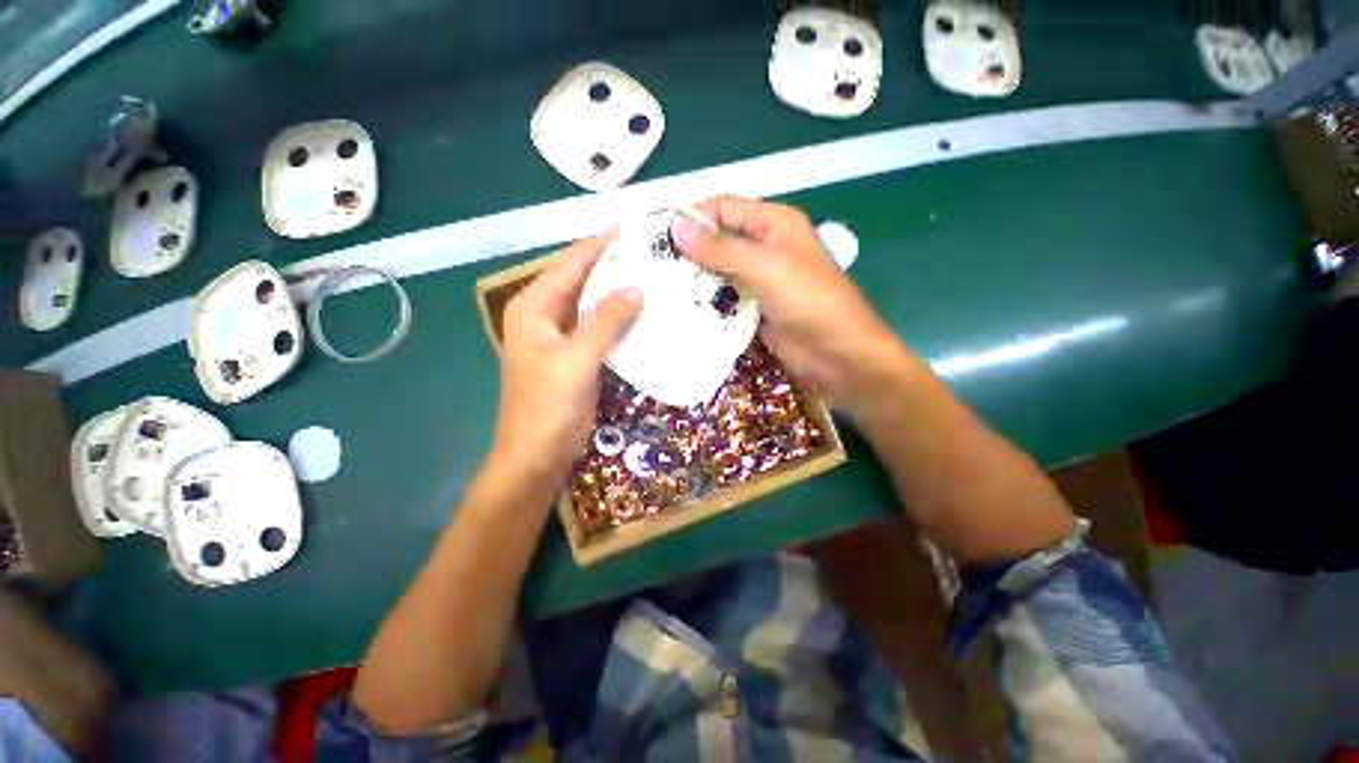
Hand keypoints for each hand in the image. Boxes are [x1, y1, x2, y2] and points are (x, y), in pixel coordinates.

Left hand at [492, 233, 641, 485]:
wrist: (538, 455)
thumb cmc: (548, 406)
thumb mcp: (576, 359)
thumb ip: (605, 321)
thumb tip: (636, 287)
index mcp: (533, 308)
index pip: (569, 265)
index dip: (599, 245)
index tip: (632, 228)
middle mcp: (545, 316)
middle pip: (582, 281)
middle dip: (613, 266)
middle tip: (650, 253)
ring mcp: (561, 338)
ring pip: (593, 305)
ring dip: (619, 293)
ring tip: (653, 278)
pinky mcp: (576, 356)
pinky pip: (600, 329)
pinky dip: (620, 320)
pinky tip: (643, 314)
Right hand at [673, 196, 909, 413]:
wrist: (837, 353)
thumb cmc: (808, 300)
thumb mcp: (765, 267)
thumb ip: (721, 250)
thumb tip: (676, 228)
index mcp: (773, 223)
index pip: (724, 208)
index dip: (692, 217)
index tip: (657, 235)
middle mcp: (764, 247)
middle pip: (718, 241)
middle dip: (689, 252)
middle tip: (652, 266)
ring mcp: (758, 280)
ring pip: (718, 272)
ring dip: (695, 280)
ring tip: (659, 288)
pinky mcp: (754, 308)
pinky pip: (724, 299)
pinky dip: (706, 302)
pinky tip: (682, 309)